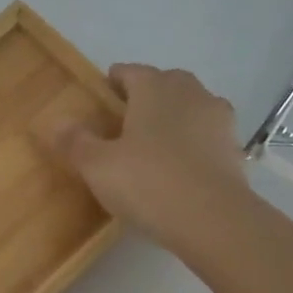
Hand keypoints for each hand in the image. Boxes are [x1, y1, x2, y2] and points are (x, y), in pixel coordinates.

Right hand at [45, 63, 250, 255]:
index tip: (103, 95)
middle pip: (166, 83)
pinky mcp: (236, 149)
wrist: (213, 220)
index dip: (115, 81)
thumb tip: (57, 122)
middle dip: (148, 95)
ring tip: (155, 142)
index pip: (131, 72)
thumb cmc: (148, 182)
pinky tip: (181, 166)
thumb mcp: (97, 165)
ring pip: (192, 107)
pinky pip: (208, 136)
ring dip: (175, 117)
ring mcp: (218, 120)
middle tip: (127, 119)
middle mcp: (190, 94)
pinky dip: (194, 143)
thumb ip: (76, 141)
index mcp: (155, 88)